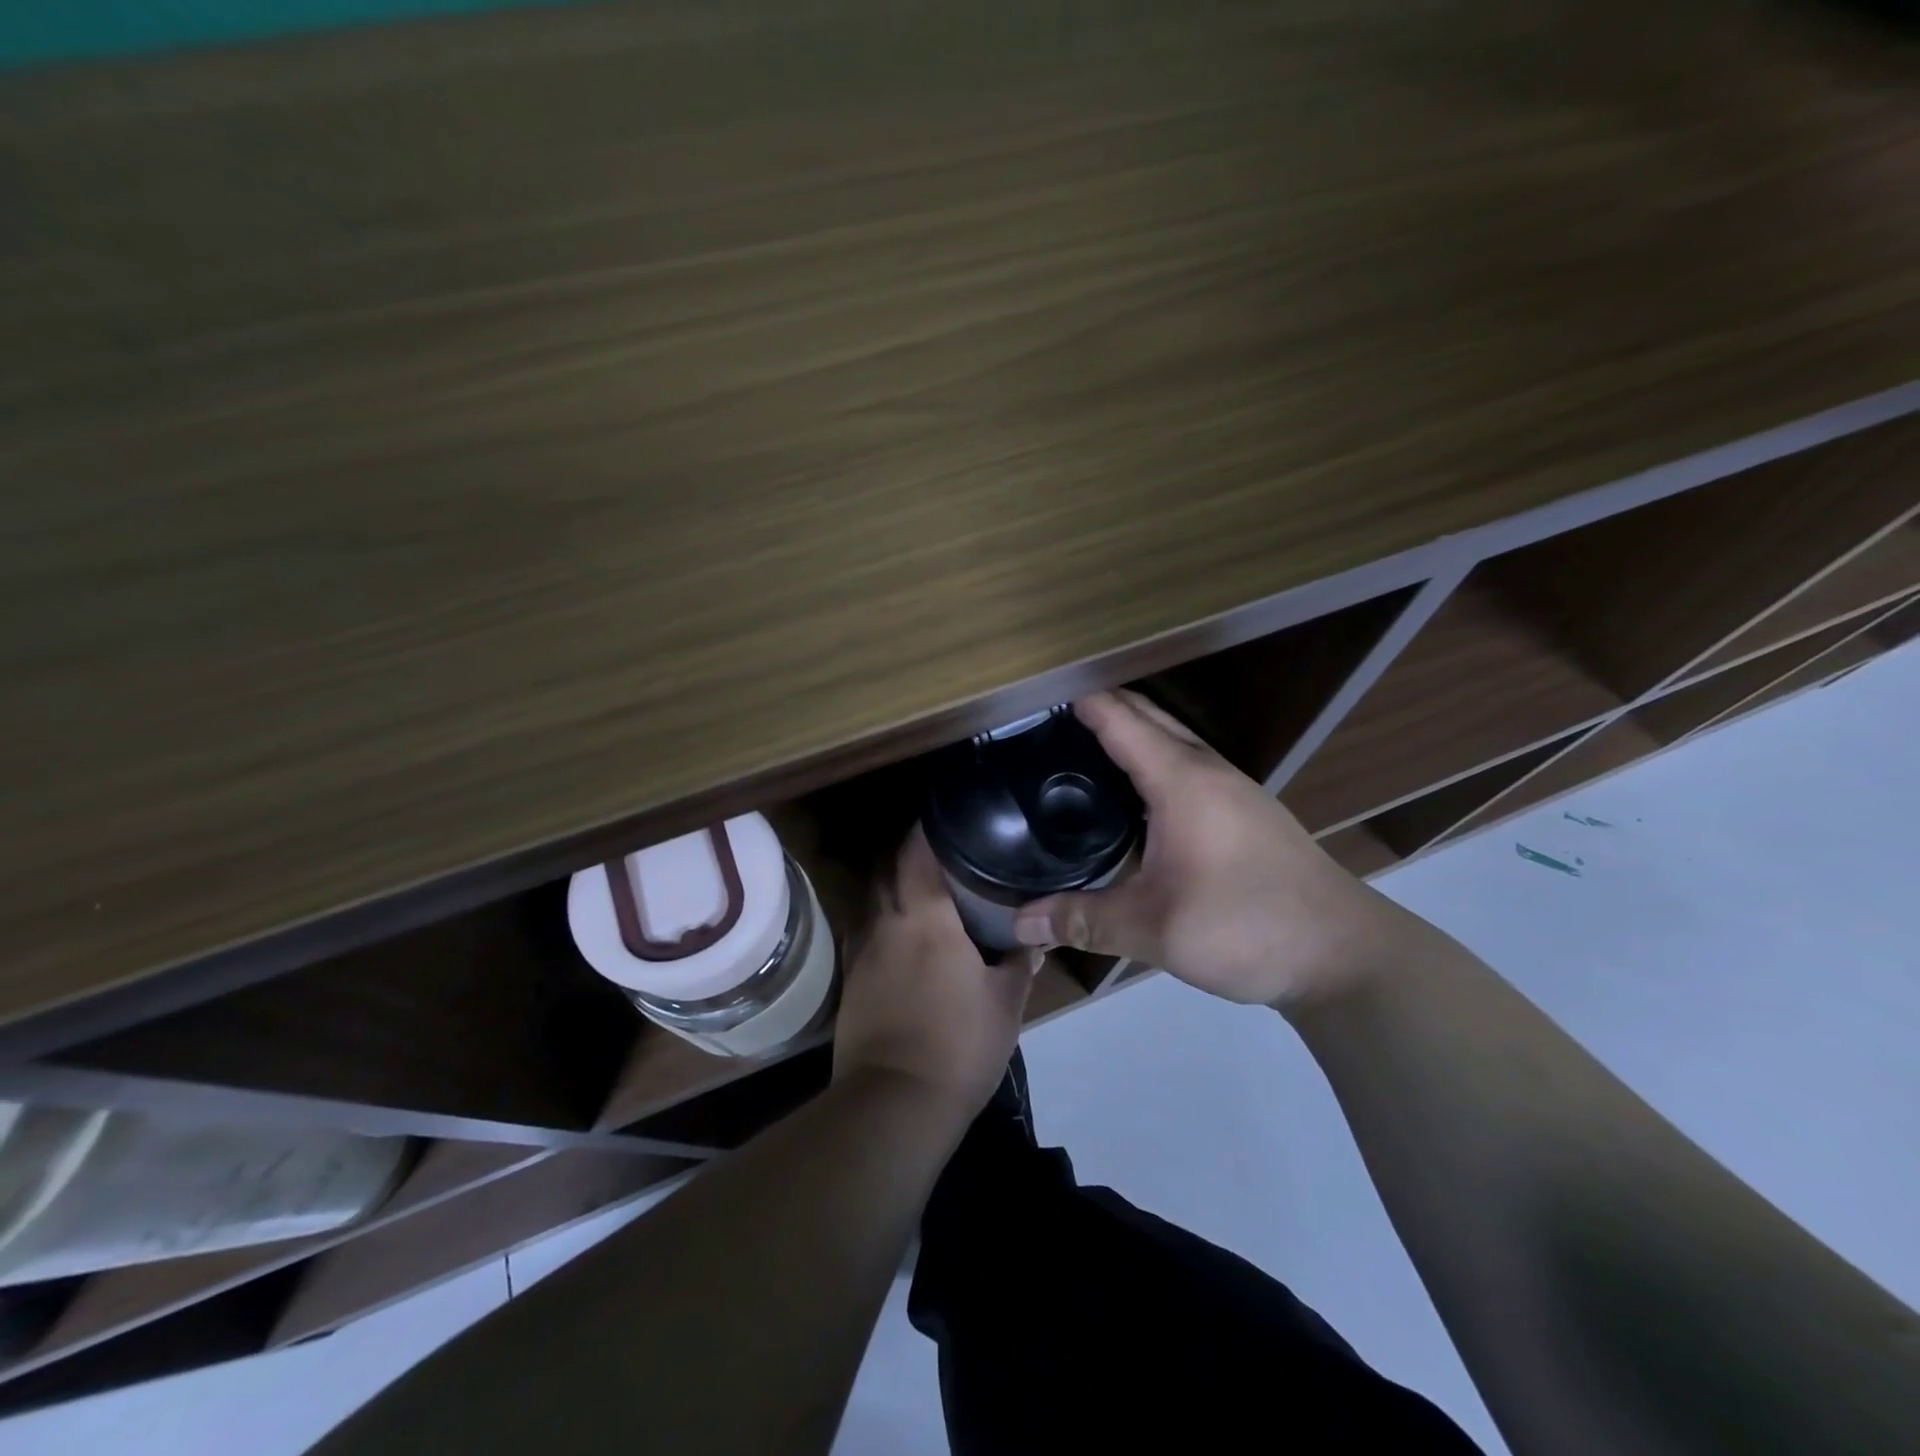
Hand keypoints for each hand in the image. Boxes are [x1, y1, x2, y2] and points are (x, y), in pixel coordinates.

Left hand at [832, 827, 1038, 1119]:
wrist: (894, 1104)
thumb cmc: (958, 1044)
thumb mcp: (1005, 1003)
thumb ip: (1019, 963)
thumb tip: (1034, 938)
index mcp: (924, 917)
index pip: (916, 852)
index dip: (927, 829)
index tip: (946, 817)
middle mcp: (886, 923)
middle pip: (887, 869)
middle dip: (908, 853)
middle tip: (942, 852)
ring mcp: (862, 952)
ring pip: (875, 902)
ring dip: (894, 889)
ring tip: (926, 891)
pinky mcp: (851, 982)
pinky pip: (868, 935)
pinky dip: (886, 925)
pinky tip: (906, 940)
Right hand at [1011, 691, 1392, 1009]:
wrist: (1342, 953)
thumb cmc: (1244, 925)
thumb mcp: (1152, 929)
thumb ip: (1082, 920)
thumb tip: (1019, 923)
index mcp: (1181, 780)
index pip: (1121, 720)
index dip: (1079, 700)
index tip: (1036, 692)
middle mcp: (1208, 770)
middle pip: (1148, 717)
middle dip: (1101, 706)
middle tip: (1047, 717)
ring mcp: (1233, 788)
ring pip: (1172, 739)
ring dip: (1130, 730)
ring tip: (1081, 745)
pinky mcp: (1246, 810)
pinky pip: (1187, 764)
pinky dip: (1152, 758)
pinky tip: (1134, 793)